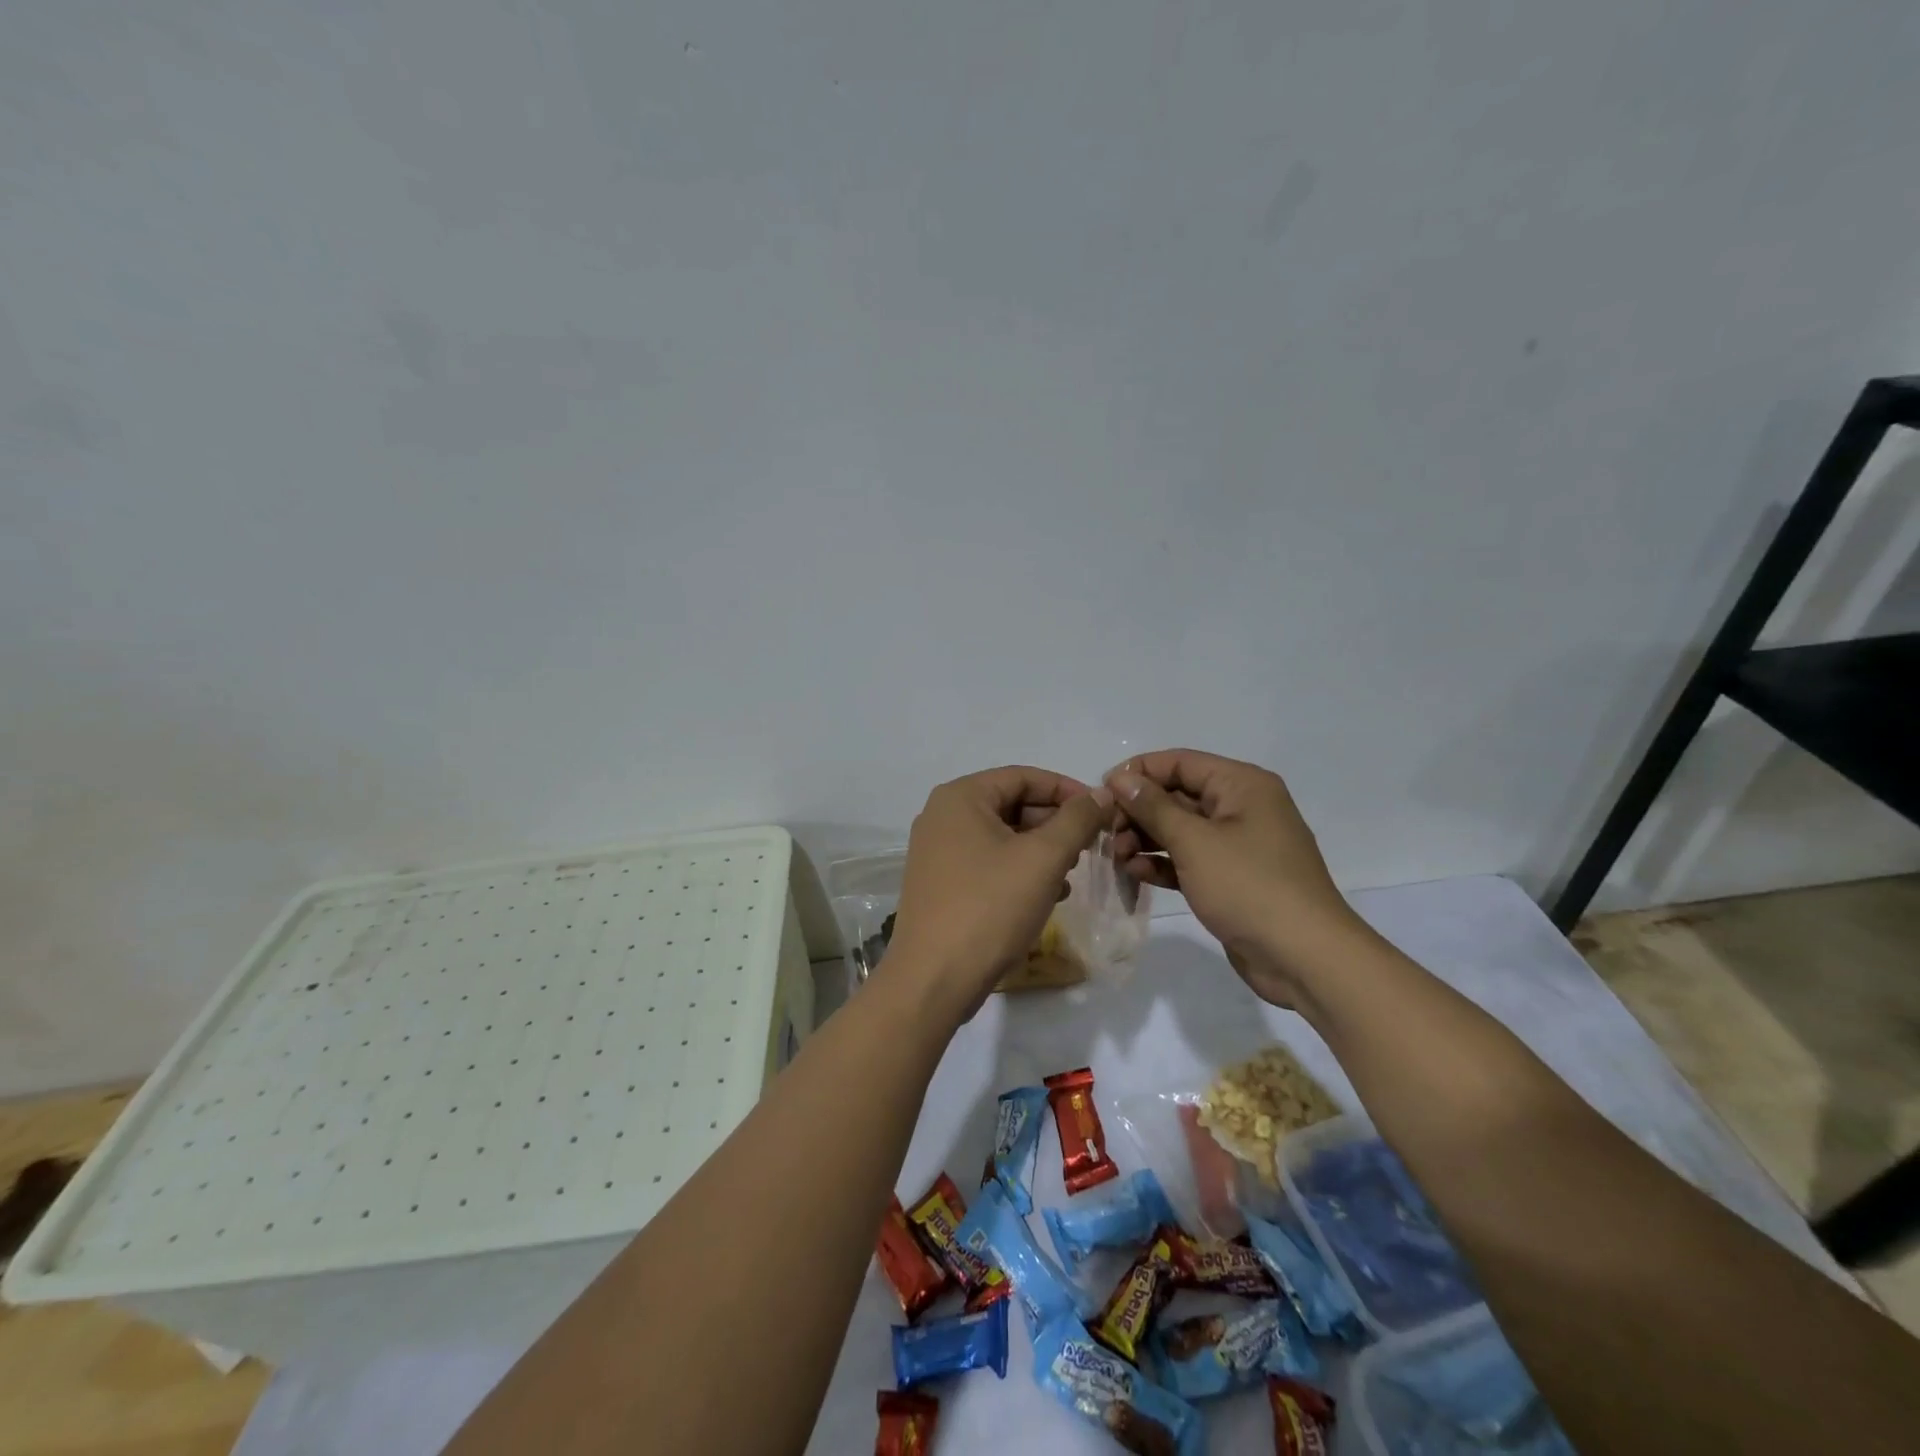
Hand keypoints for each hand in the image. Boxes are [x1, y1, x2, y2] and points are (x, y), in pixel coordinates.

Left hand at [885, 767, 1111, 1020]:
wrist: (934, 980)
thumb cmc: (990, 908)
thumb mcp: (1043, 859)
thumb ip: (1076, 820)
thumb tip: (1100, 793)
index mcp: (960, 797)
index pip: (1024, 777)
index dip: (1067, 790)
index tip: (1102, 812)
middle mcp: (942, 816)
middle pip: (1011, 805)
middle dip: (1055, 823)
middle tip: (1091, 845)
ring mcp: (937, 851)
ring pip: (1002, 837)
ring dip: (1041, 850)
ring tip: (1073, 872)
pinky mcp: (940, 884)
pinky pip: (988, 863)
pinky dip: (1020, 871)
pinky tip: (1049, 895)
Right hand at [1105, 750, 1368, 1006]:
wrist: (1304, 958)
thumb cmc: (1249, 887)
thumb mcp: (1194, 842)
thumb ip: (1153, 807)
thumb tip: (1120, 779)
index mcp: (1242, 785)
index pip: (1180, 762)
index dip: (1138, 773)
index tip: (1101, 794)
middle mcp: (1241, 807)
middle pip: (1178, 795)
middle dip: (1139, 812)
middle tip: (1107, 834)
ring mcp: (1238, 845)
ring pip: (1180, 829)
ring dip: (1145, 839)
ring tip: (1117, 857)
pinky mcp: (1232, 878)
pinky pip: (1189, 859)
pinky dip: (1163, 863)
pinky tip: (1137, 873)